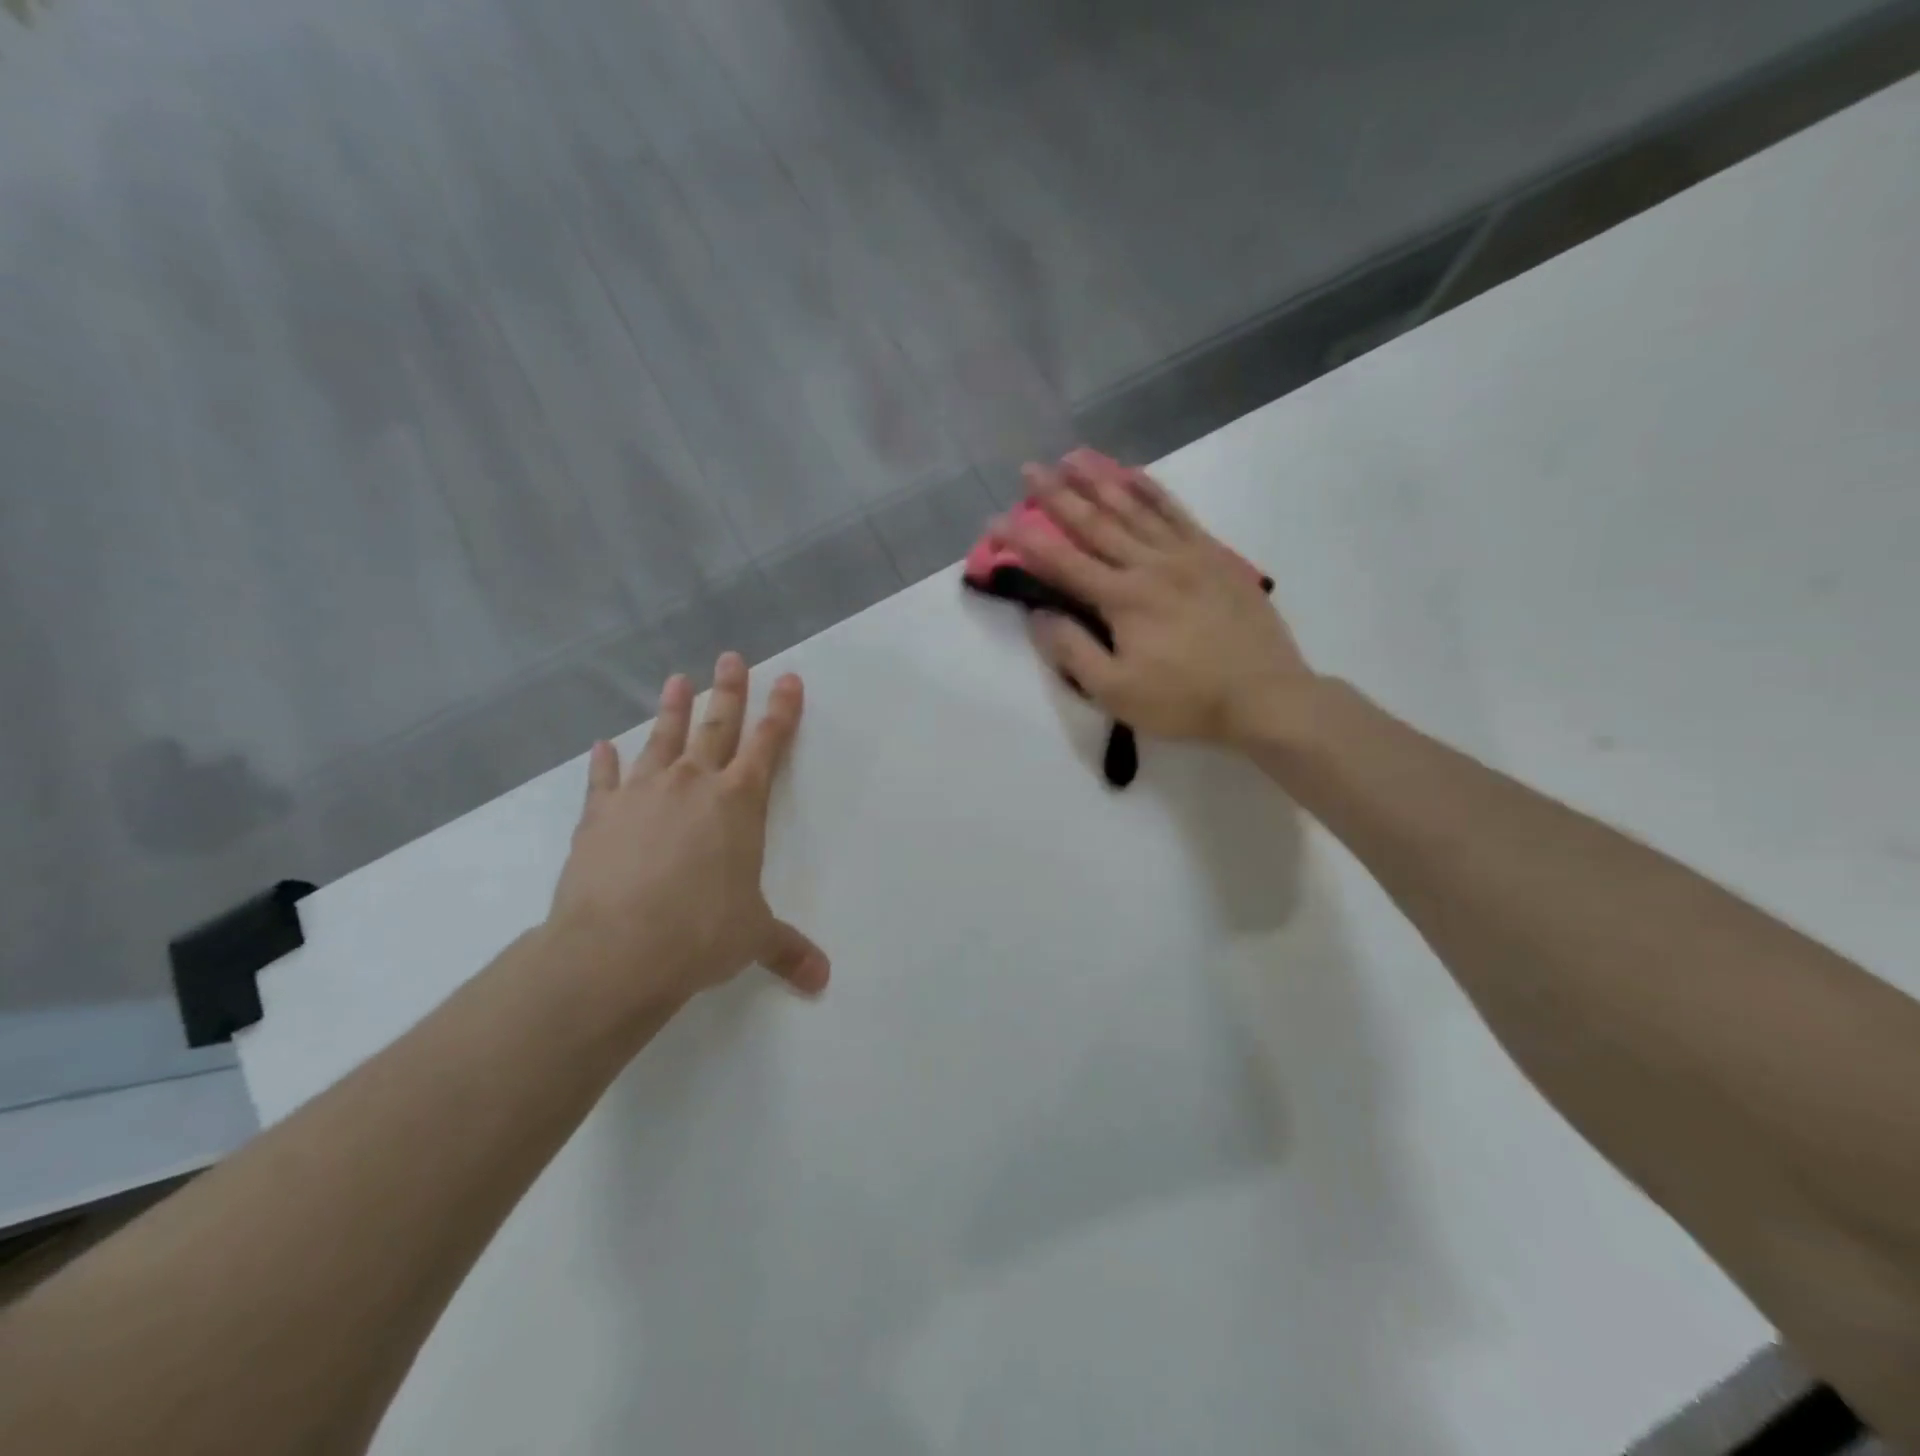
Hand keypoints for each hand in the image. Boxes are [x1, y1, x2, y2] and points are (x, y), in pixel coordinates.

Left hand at [547, 653, 829, 1012]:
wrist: (616, 949)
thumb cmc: (700, 934)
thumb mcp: (753, 939)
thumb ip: (788, 950)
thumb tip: (822, 980)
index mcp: (738, 804)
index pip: (767, 745)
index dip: (781, 711)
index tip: (788, 678)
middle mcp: (693, 785)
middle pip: (715, 726)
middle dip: (728, 690)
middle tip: (731, 658)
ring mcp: (642, 794)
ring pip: (661, 739)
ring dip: (671, 709)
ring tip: (677, 679)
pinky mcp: (599, 815)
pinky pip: (605, 779)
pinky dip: (605, 762)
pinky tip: (603, 746)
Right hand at [994, 448, 1316, 747]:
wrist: (1264, 695)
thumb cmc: (1184, 699)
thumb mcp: (1116, 691)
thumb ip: (1073, 652)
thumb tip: (1039, 615)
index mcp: (1122, 598)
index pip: (1062, 562)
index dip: (1024, 541)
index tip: (995, 521)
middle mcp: (1150, 564)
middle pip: (1095, 522)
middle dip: (1057, 495)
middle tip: (1029, 469)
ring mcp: (1186, 554)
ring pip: (1135, 507)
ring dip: (1100, 479)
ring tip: (1073, 456)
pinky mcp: (1214, 556)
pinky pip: (1176, 512)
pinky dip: (1152, 489)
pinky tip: (1134, 474)